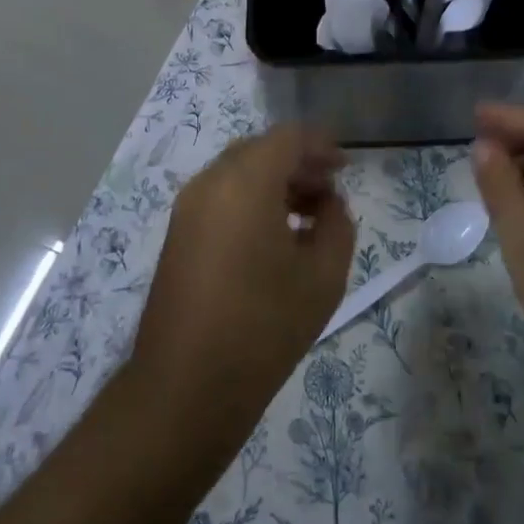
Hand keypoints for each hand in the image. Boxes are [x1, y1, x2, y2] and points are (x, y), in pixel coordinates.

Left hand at [130, 126, 354, 446]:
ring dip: (274, 182)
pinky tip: (274, 236)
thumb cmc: (264, 326)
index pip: (287, 138)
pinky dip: (251, 200)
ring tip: (308, 215)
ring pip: (238, 173)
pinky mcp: (178, 234)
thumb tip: (328, 204)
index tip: (345, 166)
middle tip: (330, 190)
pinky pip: (220, 197)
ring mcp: (187, 209)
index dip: (320, 144)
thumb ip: (337, 224)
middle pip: (259, 151)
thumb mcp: (323, 276)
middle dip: (298, 163)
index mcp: (245, 183)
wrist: (186, 386)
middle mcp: (209, 183)